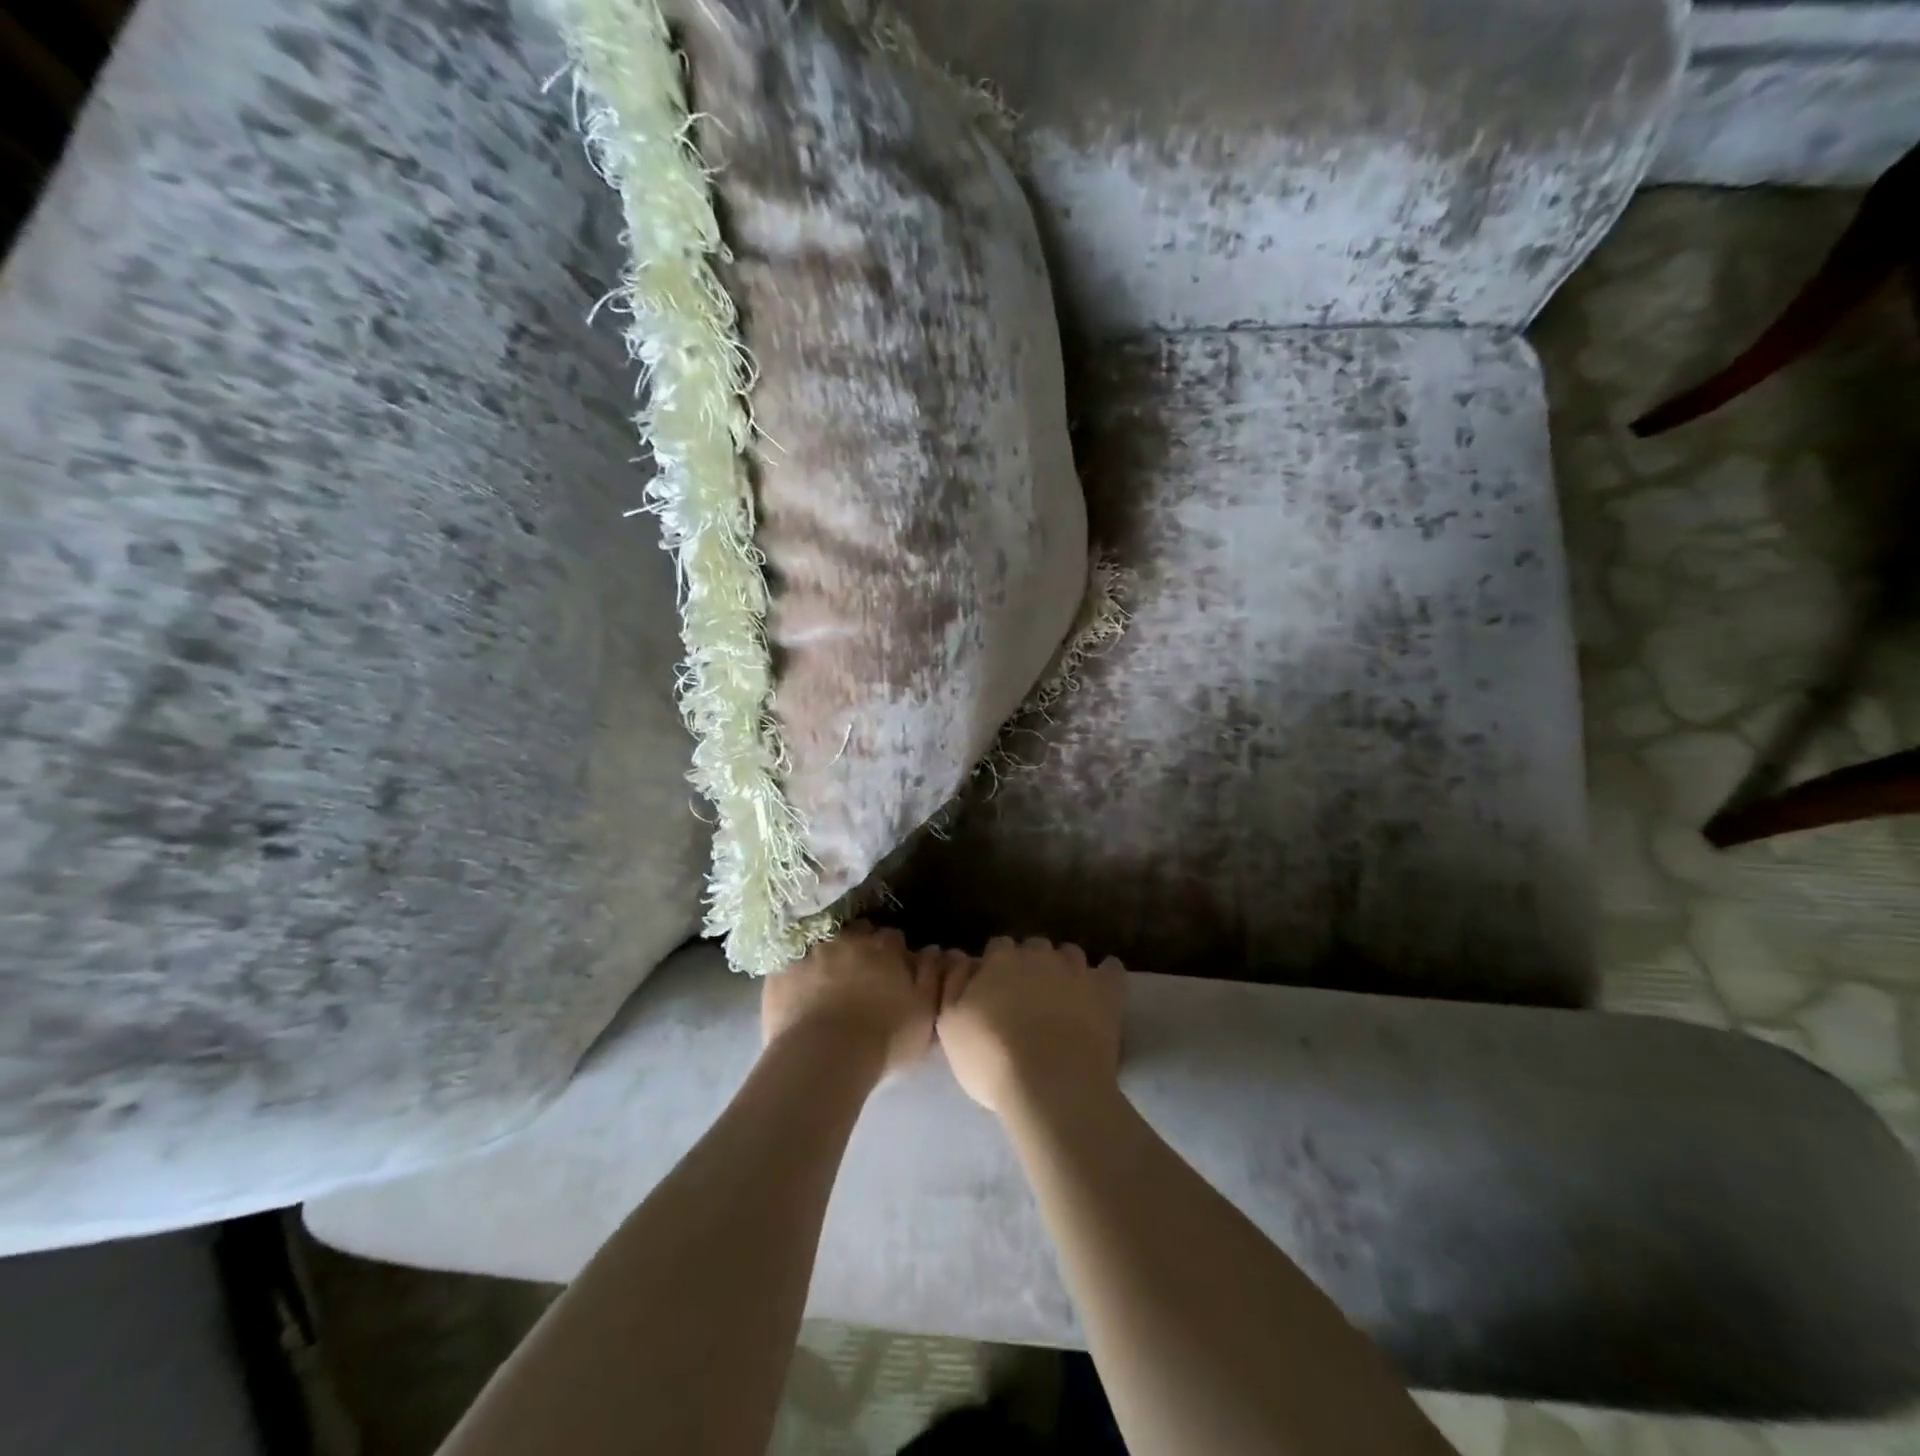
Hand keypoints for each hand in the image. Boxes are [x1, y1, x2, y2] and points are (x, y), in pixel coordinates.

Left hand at [761, 924, 938, 1077]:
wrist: (824, 1056)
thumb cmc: (885, 1037)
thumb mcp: (925, 1012)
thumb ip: (932, 977)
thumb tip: (933, 950)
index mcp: (884, 947)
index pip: (893, 938)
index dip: (894, 954)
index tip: (894, 971)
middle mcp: (847, 940)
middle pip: (858, 934)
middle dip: (861, 948)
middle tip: (862, 976)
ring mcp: (810, 953)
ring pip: (823, 947)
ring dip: (828, 959)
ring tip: (828, 985)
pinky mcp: (780, 972)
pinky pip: (791, 967)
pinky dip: (797, 977)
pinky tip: (799, 996)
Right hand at [935, 937, 1124, 1114]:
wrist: (1051, 1084)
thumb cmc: (992, 1057)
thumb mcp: (950, 1026)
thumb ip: (953, 987)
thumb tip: (961, 961)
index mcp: (1000, 960)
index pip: (997, 947)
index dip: (996, 966)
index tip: (994, 989)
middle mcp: (1039, 955)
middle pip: (1034, 947)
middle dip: (1030, 963)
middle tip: (1027, 995)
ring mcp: (1076, 970)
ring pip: (1070, 954)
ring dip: (1065, 967)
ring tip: (1062, 994)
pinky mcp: (1107, 991)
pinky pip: (1111, 968)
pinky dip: (1106, 975)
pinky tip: (1100, 990)